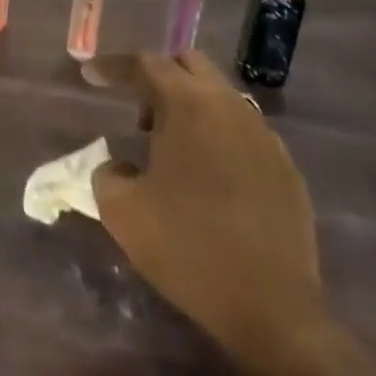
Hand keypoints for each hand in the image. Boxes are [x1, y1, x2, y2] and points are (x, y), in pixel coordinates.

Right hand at [91, 51, 325, 375]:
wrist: (272, 311)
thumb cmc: (188, 249)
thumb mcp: (122, 212)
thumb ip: (106, 173)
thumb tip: (117, 165)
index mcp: (189, 105)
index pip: (145, 64)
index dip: (113, 66)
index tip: (89, 75)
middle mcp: (230, 106)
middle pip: (188, 65)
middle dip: (158, 77)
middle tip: (139, 114)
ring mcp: (264, 135)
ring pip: (220, 96)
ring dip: (190, 107)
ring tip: (172, 151)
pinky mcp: (285, 167)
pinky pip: (244, 131)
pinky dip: (218, 137)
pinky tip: (210, 178)